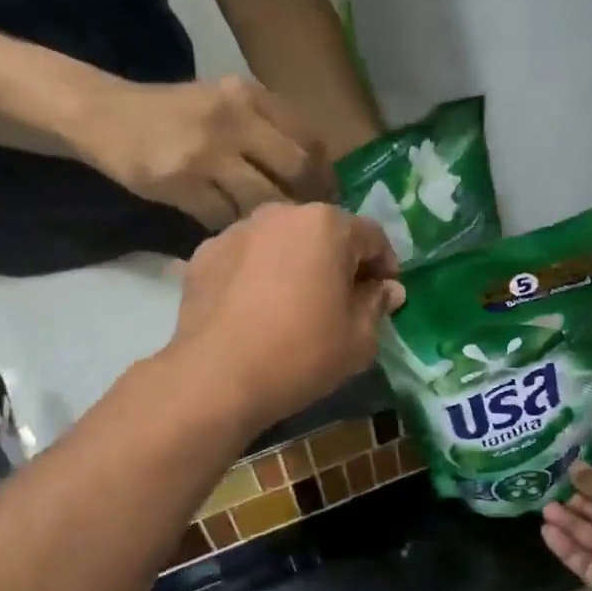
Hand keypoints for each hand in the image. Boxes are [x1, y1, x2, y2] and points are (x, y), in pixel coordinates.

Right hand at [72, 75, 336, 228]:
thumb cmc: (172, 114)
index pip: (307, 138)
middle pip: (294, 168)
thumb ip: (265, 126)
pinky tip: (231, 231)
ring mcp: (206, 150)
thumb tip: (311, 173)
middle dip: (307, 201)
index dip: (324, 175)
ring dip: (270, 220)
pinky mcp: (180, 181)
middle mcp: (233, 117)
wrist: (106, 116)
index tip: (327, 198)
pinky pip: (222, 217)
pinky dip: (232, 228)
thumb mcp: (223, 102)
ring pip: (261, 198)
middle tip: (306, 223)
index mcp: (248, 95)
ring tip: (270, 231)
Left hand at [169, 203, 403, 434]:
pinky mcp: (204, 255)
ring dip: (294, 265)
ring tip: (293, 305)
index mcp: (326, 224)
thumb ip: (377, 305)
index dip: (384, 266)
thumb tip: (387, 289)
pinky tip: (254, 311)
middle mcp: (280, 214)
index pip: (371, 236)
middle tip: (341, 300)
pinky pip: (245, 260)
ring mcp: (236, 231)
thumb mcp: (358, 340)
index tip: (384, 295)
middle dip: (337, 261)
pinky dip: (256, 276)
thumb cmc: (300, 354)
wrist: (216, 377)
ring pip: (280, 243)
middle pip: (323, 233)